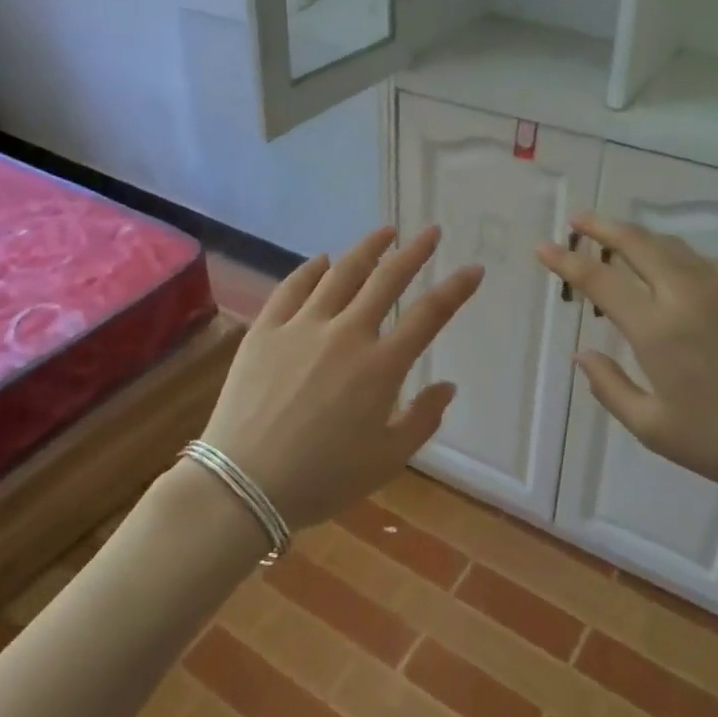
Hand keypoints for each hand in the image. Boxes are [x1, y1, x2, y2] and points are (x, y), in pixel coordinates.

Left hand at [201, 226, 481, 531]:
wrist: (243, 484)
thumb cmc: (322, 479)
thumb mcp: (387, 460)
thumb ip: (423, 420)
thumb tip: (448, 386)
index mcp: (381, 367)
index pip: (429, 315)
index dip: (456, 289)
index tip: (474, 268)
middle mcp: (346, 334)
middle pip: (386, 280)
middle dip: (414, 252)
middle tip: (431, 232)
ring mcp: (302, 327)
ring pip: (341, 274)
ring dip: (367, 249)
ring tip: (385, 232)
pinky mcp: (266, 330)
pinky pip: (292, 288)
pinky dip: (311, 269)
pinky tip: (322, 260)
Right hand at [535, 214, 717, 503]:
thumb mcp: (655, 429)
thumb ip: (611, 388)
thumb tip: (584, 355)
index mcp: (658, 329)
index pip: (600, 280)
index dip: (567, 261)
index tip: (543, 248)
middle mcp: (687, 295)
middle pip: (637, 243)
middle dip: (602, 227)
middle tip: (578, 221)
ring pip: (672, 246)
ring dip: (639, 237)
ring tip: (618, 241)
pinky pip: (703, 260)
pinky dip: (676, 255)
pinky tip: (675, 271)